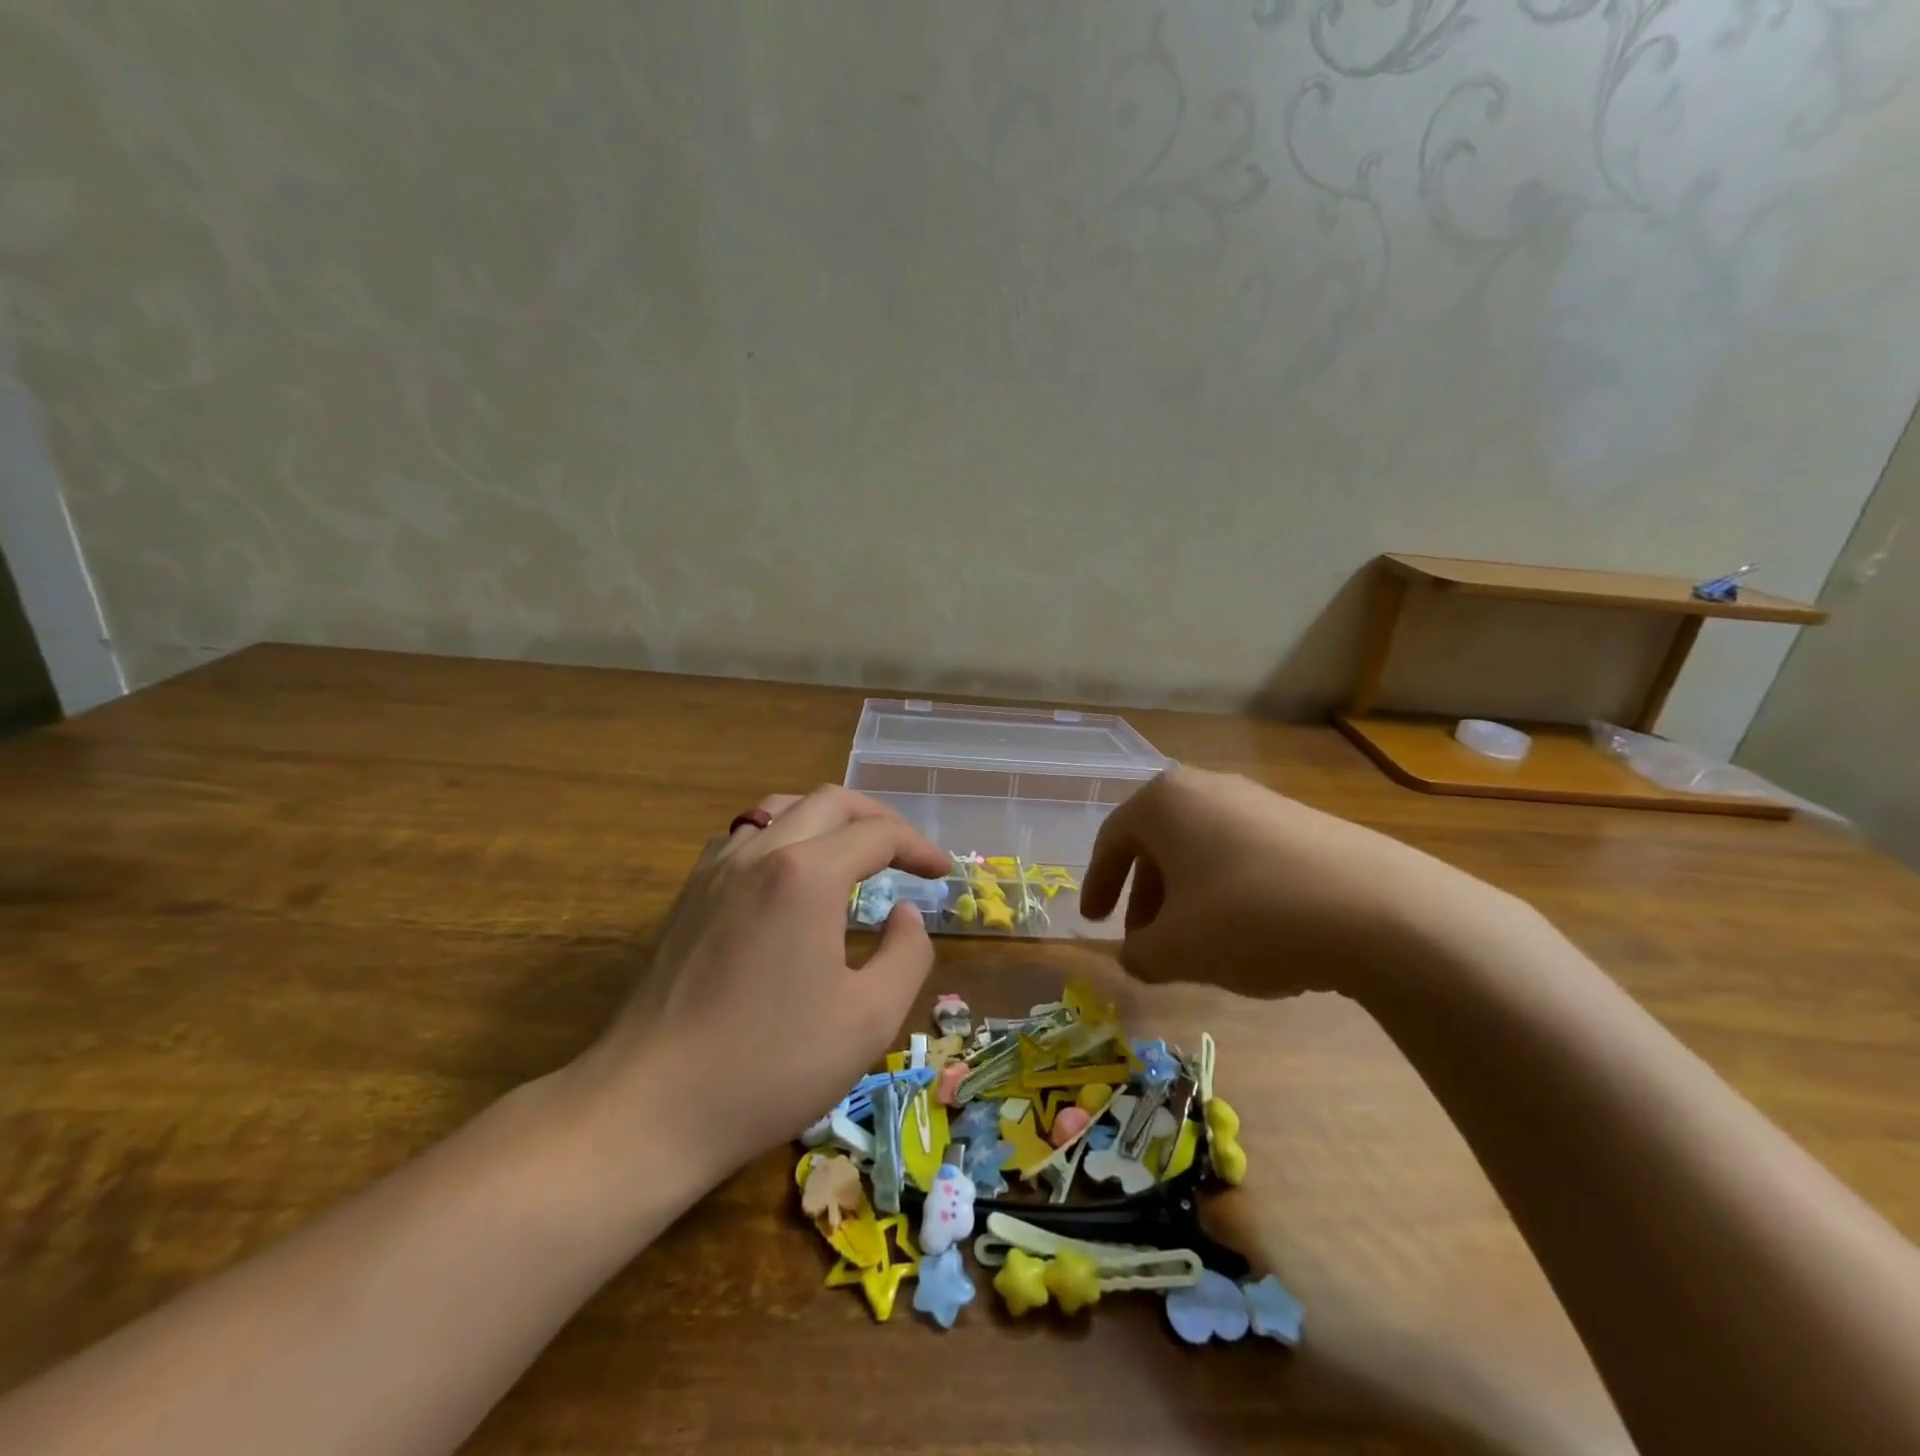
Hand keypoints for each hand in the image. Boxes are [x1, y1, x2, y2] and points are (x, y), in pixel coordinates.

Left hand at [569, 785, 948, 1181]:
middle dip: (877, 819)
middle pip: (830, 803)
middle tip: (906, 855)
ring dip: (828, 821)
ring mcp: (716, 870)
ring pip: (781, 809)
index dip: (919, 847)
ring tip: (853, 855)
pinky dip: (784, 837)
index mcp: (807, 874)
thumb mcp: (869, 1019)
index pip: (877, 834)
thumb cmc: (770, 1066)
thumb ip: (907, 954)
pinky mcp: (689, 895)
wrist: (648, 1108)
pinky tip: (791, 879)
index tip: (942, 874)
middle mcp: (760, 853)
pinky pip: (745, 837)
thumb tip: (905, 914)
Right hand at [1080, 766, 1517, 1000]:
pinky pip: (1244, 857)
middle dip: (1145, 897)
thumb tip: (1135, 955)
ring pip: (1202, 851)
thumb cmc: (1250, 918)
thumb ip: (1139, 954)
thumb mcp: (1176, 950)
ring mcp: (1260, 801)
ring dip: (1187, 898)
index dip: (1096, 884)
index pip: (1112, 840)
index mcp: (1164, 802)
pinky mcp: (1304, 824)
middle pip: (1158, 844)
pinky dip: (1229, 894)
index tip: (1093, 922)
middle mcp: (1208, 788)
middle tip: (1145, 941)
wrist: (1378, 911)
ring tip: (1197, 946)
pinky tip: (1250, 937)